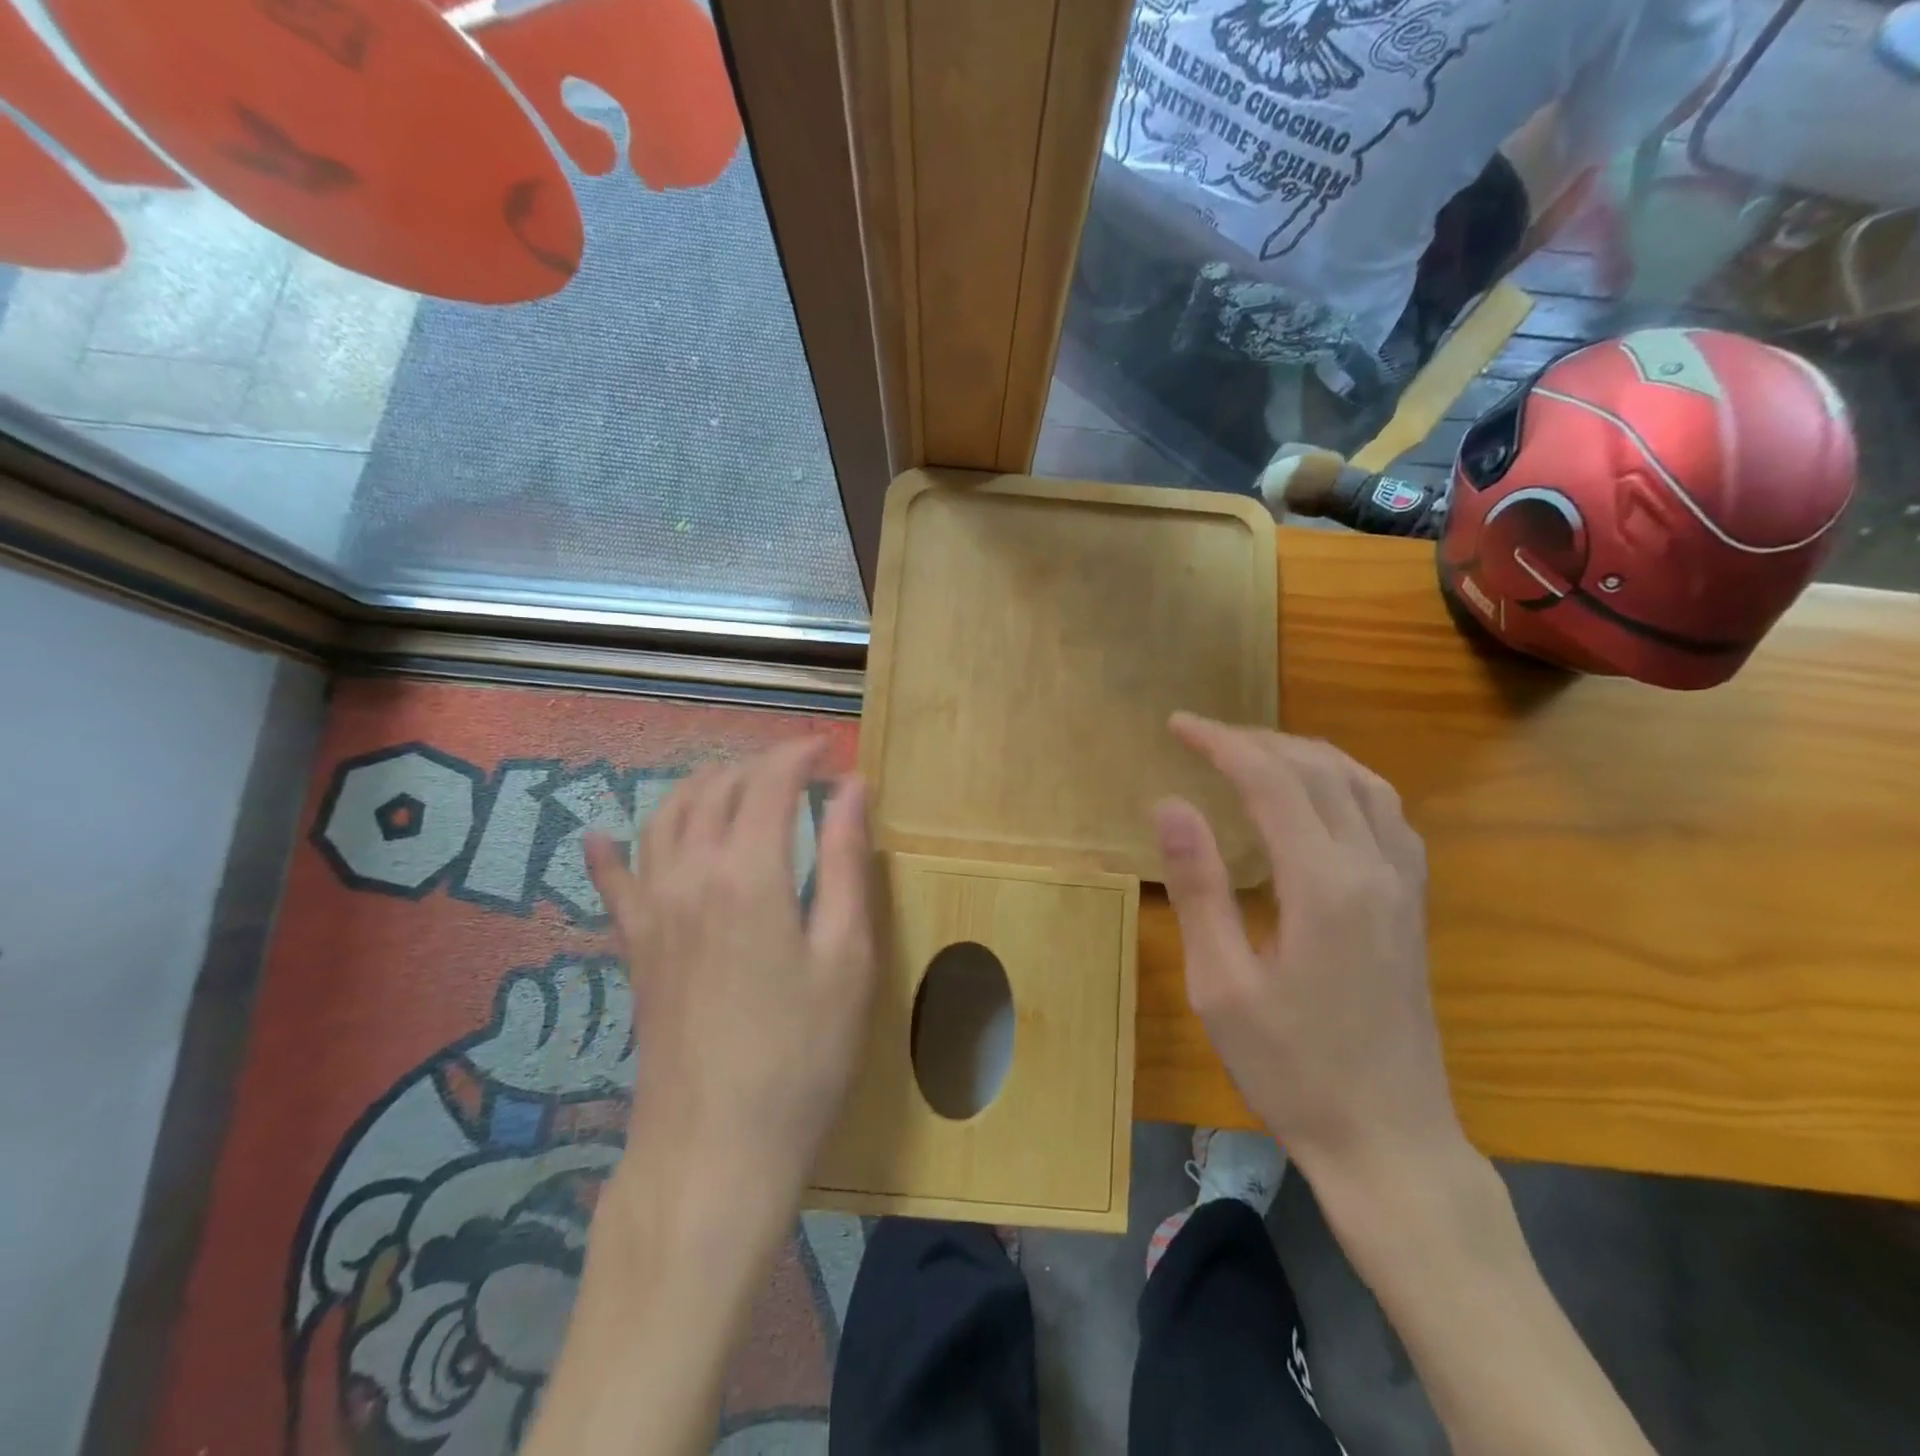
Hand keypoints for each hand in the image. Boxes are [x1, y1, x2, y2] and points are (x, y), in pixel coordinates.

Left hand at [585, 739, 875, 1200]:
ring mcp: (652, 910)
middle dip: (757, 765)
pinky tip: (602, 836)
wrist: (714, 1149)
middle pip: (715, 789)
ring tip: (736, 787)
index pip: (769, 782)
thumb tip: (851, 789)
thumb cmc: (801, 1054)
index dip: (800, 755)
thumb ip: (846, 862)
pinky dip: (611, 850)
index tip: (830, 750)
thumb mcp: (847, 955)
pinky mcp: (634, 946)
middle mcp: (689, 875)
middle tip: (797, 772)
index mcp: (748, 872)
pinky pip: (614, 881)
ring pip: (664, 818)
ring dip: (701, 788)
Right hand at [1153, 714, 1463, 1192]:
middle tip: (1202, 737)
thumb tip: (1168, 803)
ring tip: (1253, 753)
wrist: (1389, 1141)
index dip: (1221, 743)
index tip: (1177, 726)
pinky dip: (1345, 781)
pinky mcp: (1412, 904)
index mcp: (1323, 884)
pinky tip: (1319, 795)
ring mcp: (1403, 884)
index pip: (1271, 780)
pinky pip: (1386, 812)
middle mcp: (1373, 867)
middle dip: (1256, 741)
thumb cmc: (1291, 1069)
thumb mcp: (1221, 983)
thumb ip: (1198, 886)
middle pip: (1319, 770)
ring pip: (1362, 782)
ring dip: (1304, 754)